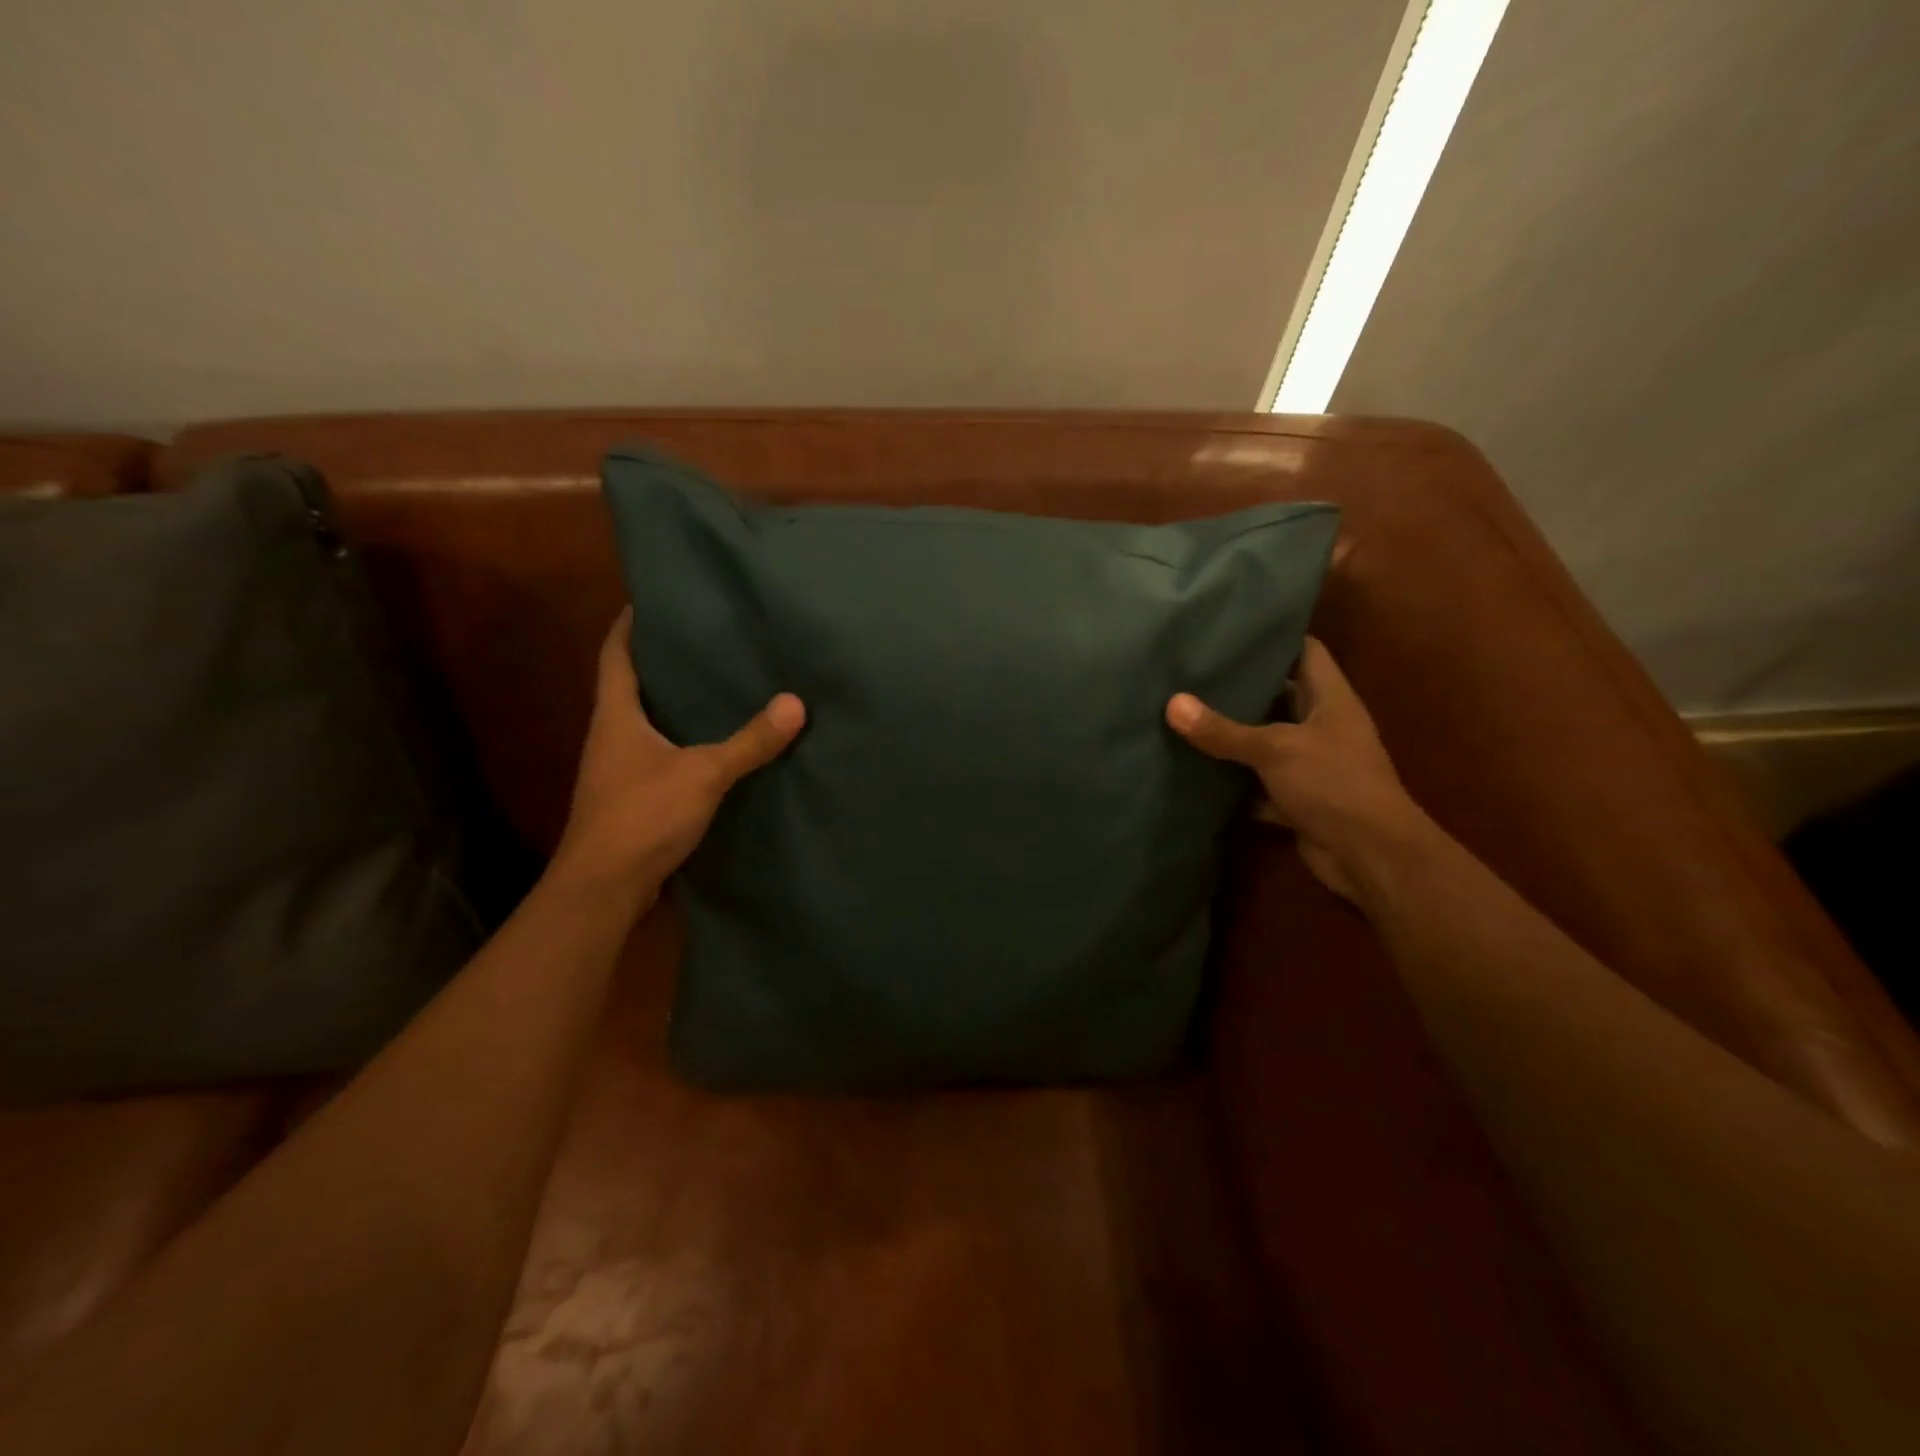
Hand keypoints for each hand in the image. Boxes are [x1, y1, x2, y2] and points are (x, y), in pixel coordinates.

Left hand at [553, 610, 804, 897]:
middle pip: (629, 687)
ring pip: (644, 724)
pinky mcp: (631, 800)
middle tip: (701, 641)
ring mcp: (617, 771)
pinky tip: (710, 746)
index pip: (614, 655)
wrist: (604, 888)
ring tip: (713, 687)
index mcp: (615, 717)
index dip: (629, 626)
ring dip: (670, 705)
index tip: (651, 601)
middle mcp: (610, 737)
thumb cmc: (642, 815)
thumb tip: (795, 703)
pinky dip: (679, 742)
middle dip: (659, 663)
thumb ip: (749, 741)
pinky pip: (657, 756)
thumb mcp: (703, 773)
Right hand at [1166, 637, 1423, 901]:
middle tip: (1193, 672)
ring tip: (1185, 714)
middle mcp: (1323, 726)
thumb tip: (1172, 703)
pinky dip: (1234, 783)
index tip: (1230, 631)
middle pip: (1280, 696)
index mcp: (1331, 699)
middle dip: (1241, 688)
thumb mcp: (1275, 749)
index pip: (1306, 651)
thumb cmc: (1334, 784)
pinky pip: (1259, 784)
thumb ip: (1223, 730)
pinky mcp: (1298, 799)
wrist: (1370, 857)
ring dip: (1233, 737)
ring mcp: (1311, 765)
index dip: (1274, 638)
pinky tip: (1197, 772)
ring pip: (1266, 742)